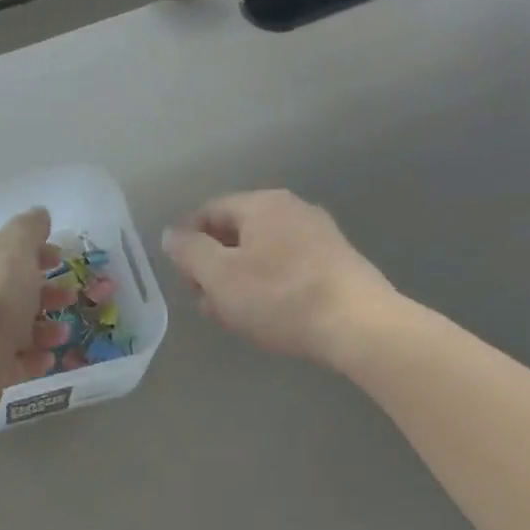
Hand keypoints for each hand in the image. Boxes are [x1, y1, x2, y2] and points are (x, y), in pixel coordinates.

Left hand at [0, 208, 74, 423]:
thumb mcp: (14, 250)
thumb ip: (28, 230)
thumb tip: (39, 213)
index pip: (6, 251)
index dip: (35, 251)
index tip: (61, 258)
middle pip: (13, 290)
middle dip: (45, 292)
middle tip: (69, 297)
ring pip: (16, 327)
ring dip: (45, 327)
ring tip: (63, 334)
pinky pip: (14, 360)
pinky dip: (34, 357)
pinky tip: (48, 358)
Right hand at [161, 191, 393, 365]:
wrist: (357, 324)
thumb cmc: (279, 296)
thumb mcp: (219, 276)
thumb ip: (189, 252)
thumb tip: (171, 234)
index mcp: (262, 204)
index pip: (210, 211)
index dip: (188, 240)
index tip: (182, 276)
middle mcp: (292, 210)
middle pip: (238, 232)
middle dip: (214, 265)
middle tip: (204, 301)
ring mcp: (319, 236)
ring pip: (263, 254)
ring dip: (239, 281)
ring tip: (231, 315)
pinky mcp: (336, 264)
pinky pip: (288, 269)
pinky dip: (268, 287)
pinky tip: (266, 316)